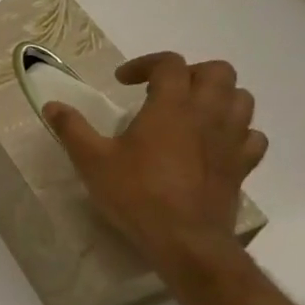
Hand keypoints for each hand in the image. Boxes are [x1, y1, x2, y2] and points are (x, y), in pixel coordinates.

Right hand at [44, 52, 266, 279]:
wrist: (185, 241)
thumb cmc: (136, 194)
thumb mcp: (92, 161)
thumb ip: (72, 129)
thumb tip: (52, 105)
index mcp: (171, 106)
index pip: (169, 63)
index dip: (146, 64)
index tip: (123, 82)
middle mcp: (208, 114)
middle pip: (217, 71)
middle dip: (191, 73)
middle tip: (164, 92)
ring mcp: (231, 140)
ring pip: (241, 98)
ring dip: (218, 97)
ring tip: (192, 112)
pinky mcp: (242, 166)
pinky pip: (253, 136)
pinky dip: (238, 131)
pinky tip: (216, 143)